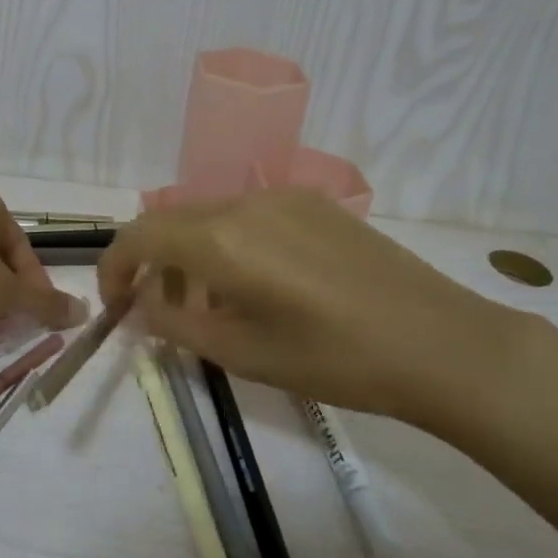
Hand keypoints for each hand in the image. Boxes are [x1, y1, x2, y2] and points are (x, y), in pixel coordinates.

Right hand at [97, 188, 557, 444]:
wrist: (441, 343)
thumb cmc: (336, 359)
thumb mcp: (244, 354)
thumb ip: (179, 326)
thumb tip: (144, 309)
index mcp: (222, 238)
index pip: (141, 235)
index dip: (115, 267)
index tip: (116, 305)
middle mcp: (246, 202)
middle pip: (174, 221)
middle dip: (154, 265)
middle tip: (162, 314)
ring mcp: (285, 198)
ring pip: (211, 217)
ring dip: (192, 255)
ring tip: (211, 305)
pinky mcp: (315, 204)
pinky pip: (249, 216)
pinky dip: (229, 245)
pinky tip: (257, 286)